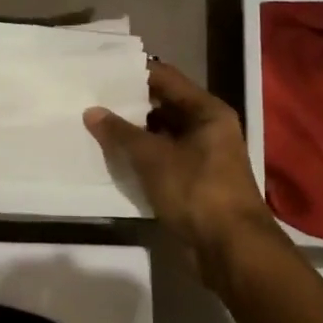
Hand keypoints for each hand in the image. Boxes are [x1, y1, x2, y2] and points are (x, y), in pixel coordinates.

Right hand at [84, 60, 279, 282]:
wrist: (231, 249)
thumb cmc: (197, 191)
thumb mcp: (154, 159)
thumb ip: (121, 133)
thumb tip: (92, 111)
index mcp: (207, 111)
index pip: (166, 78)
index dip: (134, 73)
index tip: (101, 72)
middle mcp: (207, 127)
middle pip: (164, 105)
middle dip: (130, 104)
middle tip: (92, 98)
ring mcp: (202, 155)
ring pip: (162, 134)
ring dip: (134, 132)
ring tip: (96, 125)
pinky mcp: (193, 180)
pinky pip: (163, 158)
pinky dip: (142, 156)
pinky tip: (114, 157)